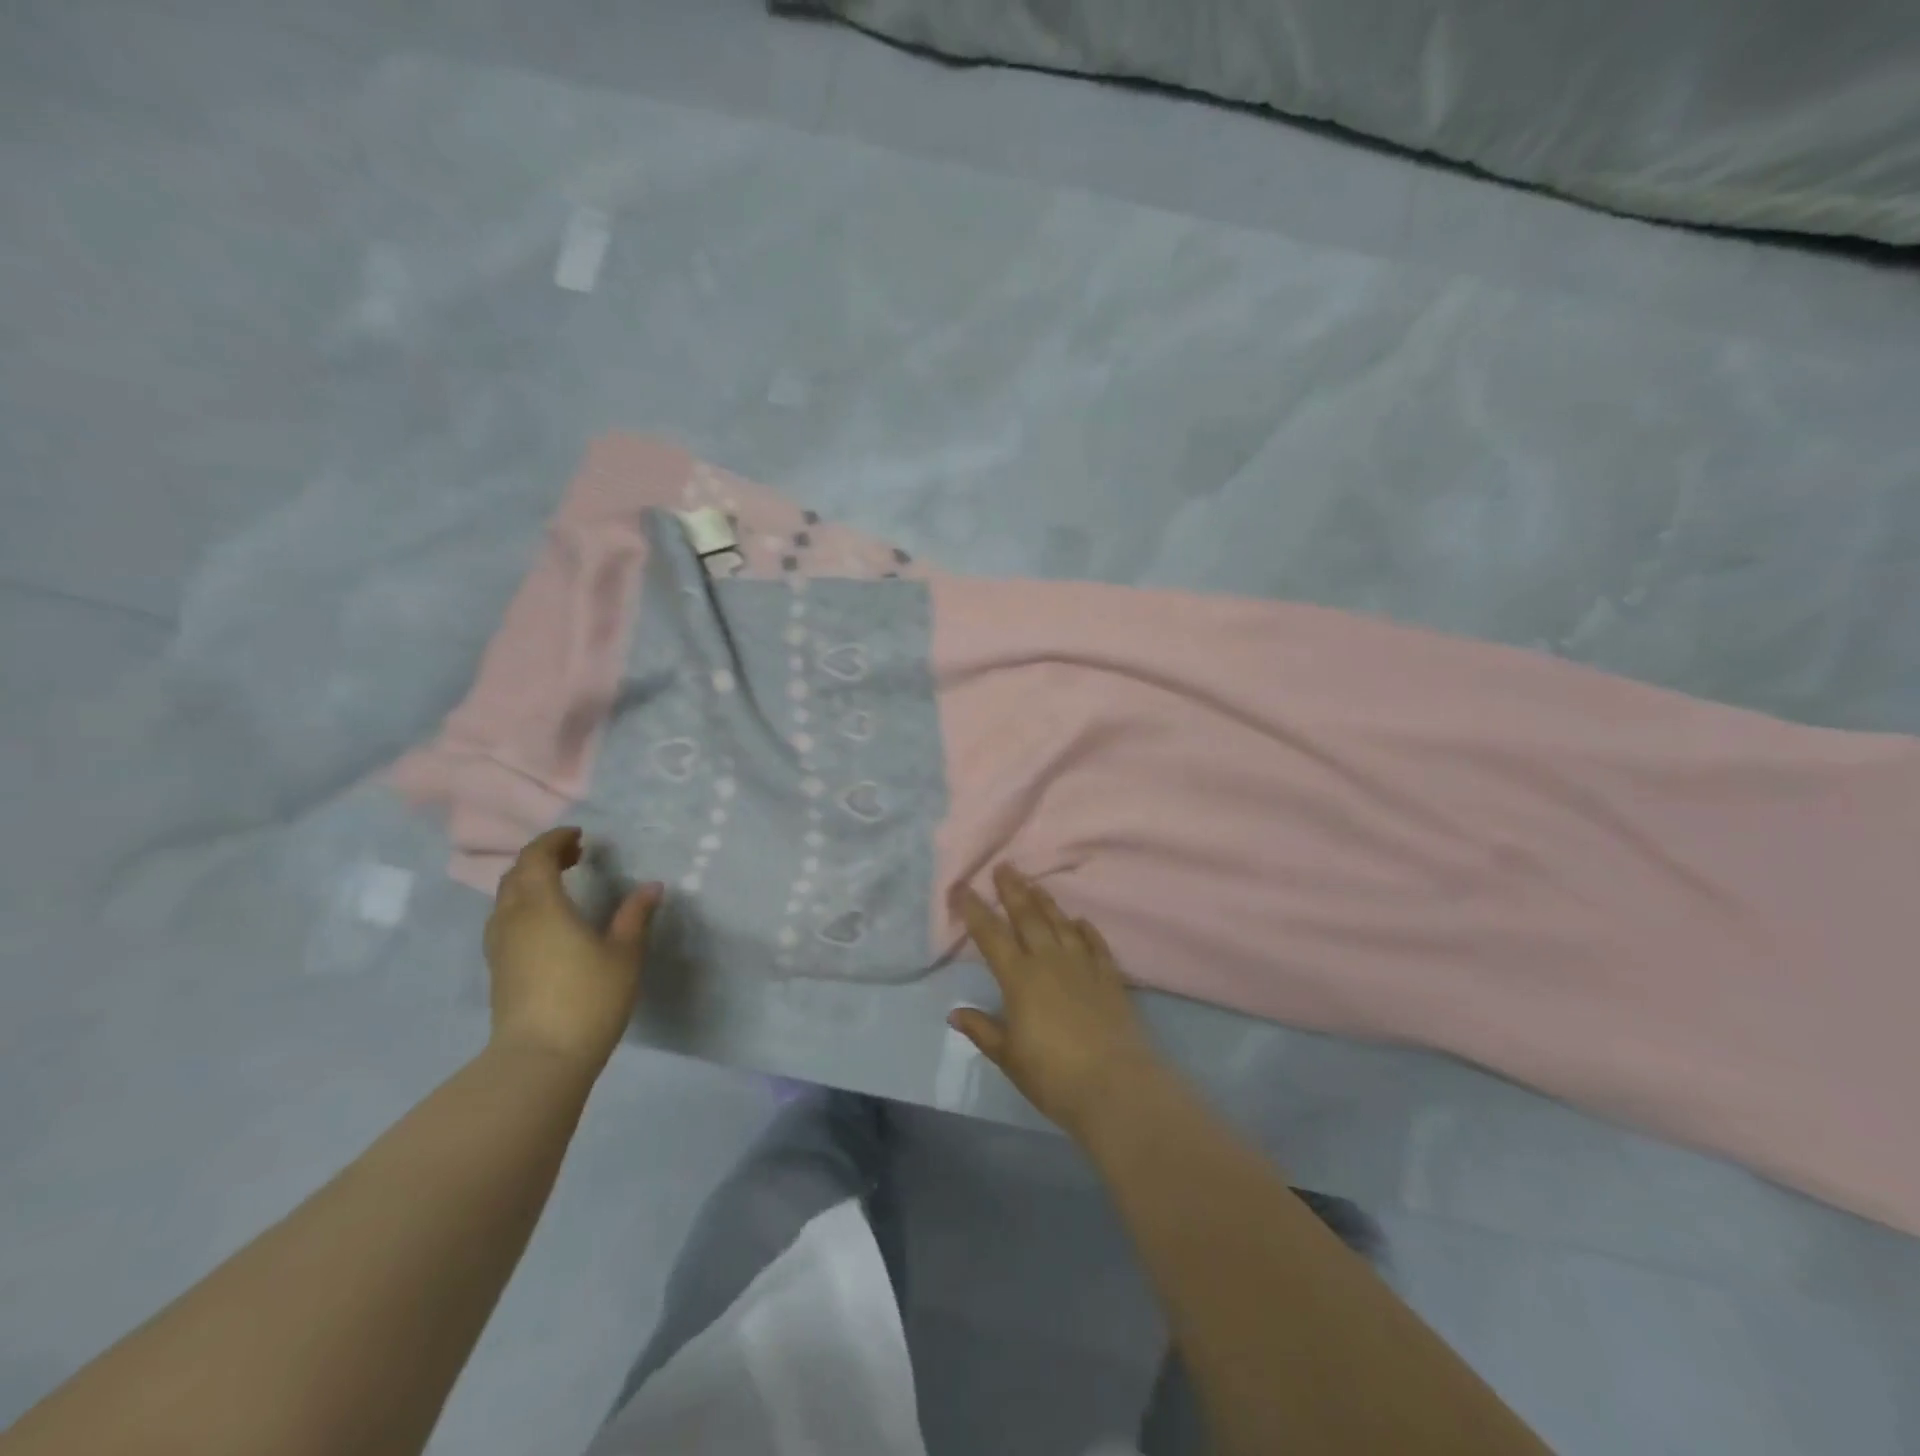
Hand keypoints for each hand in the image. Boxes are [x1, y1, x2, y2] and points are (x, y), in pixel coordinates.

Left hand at [483, 827, 661, 1070]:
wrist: (540, 1059)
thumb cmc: (588, 998)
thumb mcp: (624, 953)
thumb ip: (635, 916)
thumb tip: (651, 887)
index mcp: (541, 906)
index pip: (537, 858)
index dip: (555, 840)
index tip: (580, 835)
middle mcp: (513, 919)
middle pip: (516, 874)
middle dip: (543, 858)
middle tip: (576, 855)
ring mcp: (500, 946)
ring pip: (506, 898)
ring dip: (530, 882)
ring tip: (562, 885)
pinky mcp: (498, 969)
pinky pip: (505, 920)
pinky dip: (524, 906)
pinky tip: (549, 922)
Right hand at [950, 865, 1163, 1140]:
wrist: (1115, 1085)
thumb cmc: (1053, 1075)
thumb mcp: (1009, 1057)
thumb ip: (982, 1029)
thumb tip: (954, 1012)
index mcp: (1019, 978)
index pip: (991, 935)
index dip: (975, 910)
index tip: (962, 888)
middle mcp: (1049, 962)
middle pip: (1028, 917)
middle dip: (1013, 890)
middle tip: (1004, 867)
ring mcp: (1082, 966)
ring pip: (1060, 924)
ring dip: (1046, 902)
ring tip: (1035, 883)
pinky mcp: (1109, 978)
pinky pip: (1095, 944)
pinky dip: (1086, 929)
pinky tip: (1080, 920)